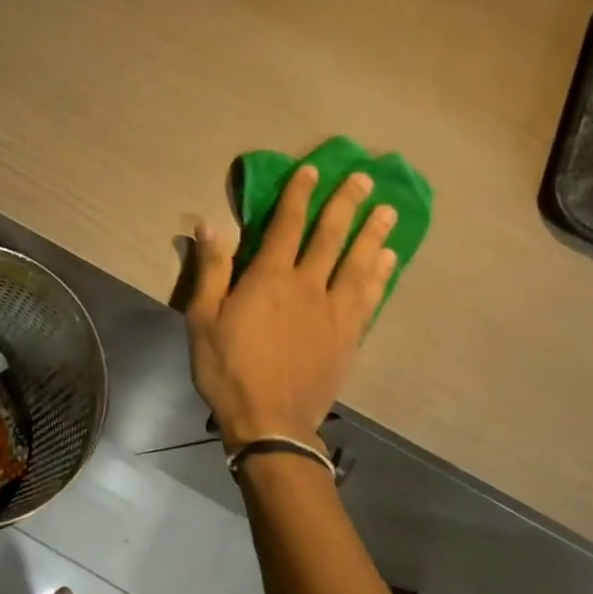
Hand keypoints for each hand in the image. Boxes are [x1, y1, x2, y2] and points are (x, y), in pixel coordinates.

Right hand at [186, 165, 397, 451]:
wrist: (271, 422)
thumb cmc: (227, 370)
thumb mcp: (203, 319)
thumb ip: (211, 271)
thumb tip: (209, 225)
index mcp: (269, 279)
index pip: (287, 225)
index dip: (299, 195)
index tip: (312, 170)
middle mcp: (308, 286)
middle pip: (331, 236)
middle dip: (346, 204)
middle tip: (363, 178)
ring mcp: (334, 312)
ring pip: (359, 263)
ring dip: (373, 234)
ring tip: (388, 211)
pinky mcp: (349, 336)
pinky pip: (369, 297)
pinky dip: (380, 275)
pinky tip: (389, 261)